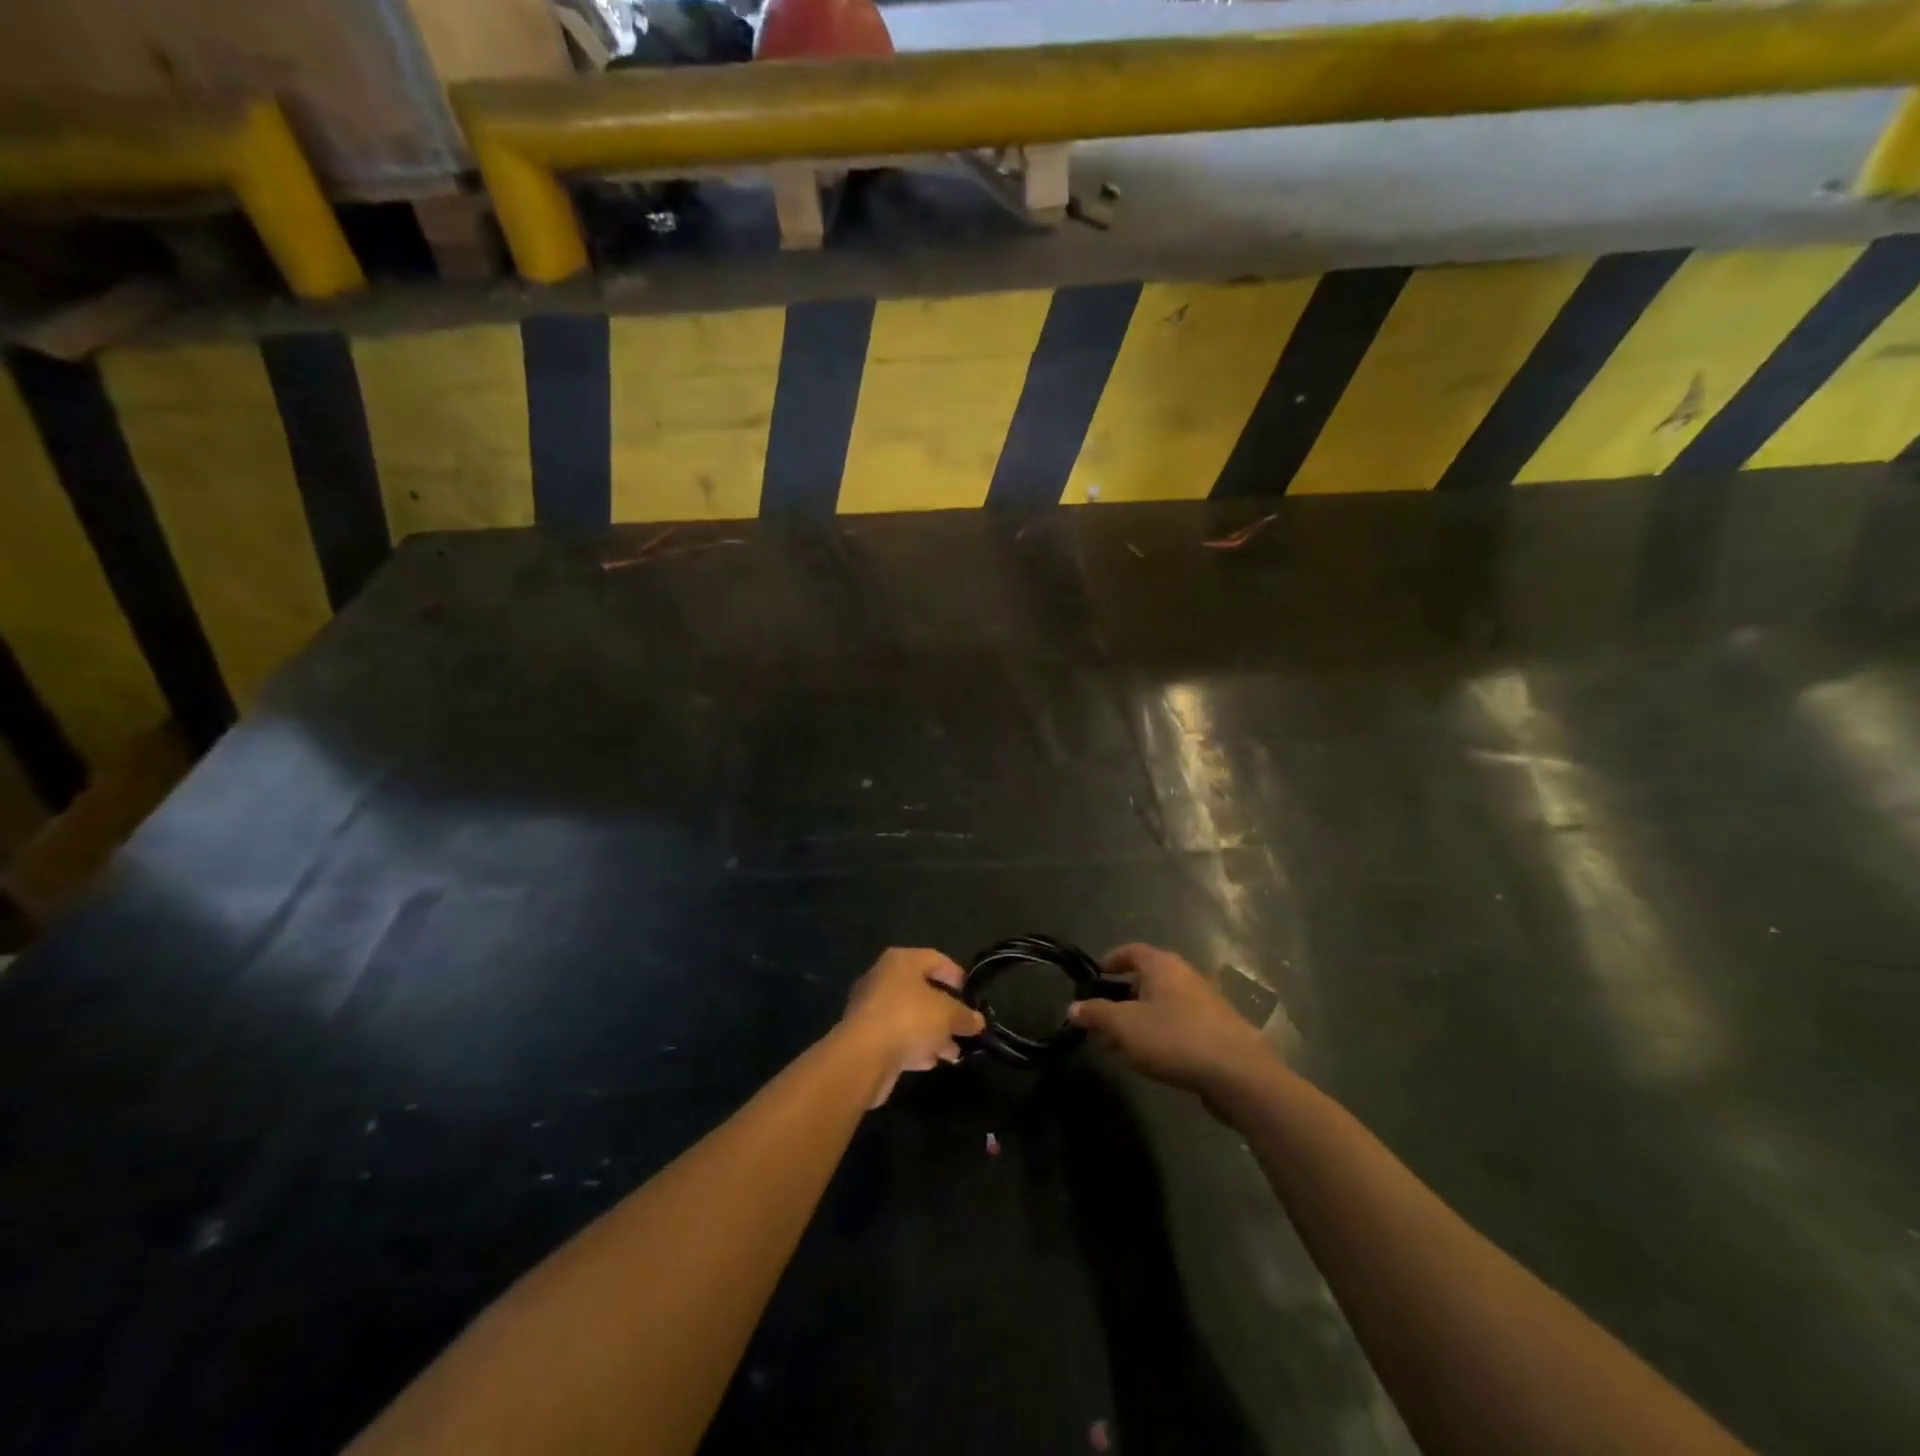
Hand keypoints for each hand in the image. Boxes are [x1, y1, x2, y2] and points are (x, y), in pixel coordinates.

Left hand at [839, 947, 985, 1105]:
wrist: (863, 1056)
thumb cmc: (909, 1019)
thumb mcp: (948, 1015)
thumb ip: (965, 1016)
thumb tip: (977, 1021)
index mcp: (901, 961)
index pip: (935, 959)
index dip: (955, 974)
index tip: (971, 993)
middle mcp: (883, 978)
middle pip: (921, 990)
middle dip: (946, 1011)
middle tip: (964, 1027)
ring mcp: (871, 1008)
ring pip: (910, 1017)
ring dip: (932, 1034)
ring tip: (953, 1052)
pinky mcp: (865, 1037)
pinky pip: (896, 1036)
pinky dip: (914, 1047)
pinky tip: (929, 1062)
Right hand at [1068, 943, 1272, 1096]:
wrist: (1239, 1074)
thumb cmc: (1175, 1039)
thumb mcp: (1125, 1027)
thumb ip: (1096, 1015)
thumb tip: (1074, 1008)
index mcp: (1163, 965)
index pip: (1131, 950)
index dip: (1111, 960)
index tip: (1095, 976)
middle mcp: (1186, 975)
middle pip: (1147, 977)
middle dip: (1122, 996)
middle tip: (1103, 1017)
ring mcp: (1206, 1002)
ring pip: (1163, 1003)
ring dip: (1141, 1018)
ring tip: (1123, 1043)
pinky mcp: (1218, 1029)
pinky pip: (1180, 1022)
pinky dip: (1161, 1032)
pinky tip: (1154, 1058)